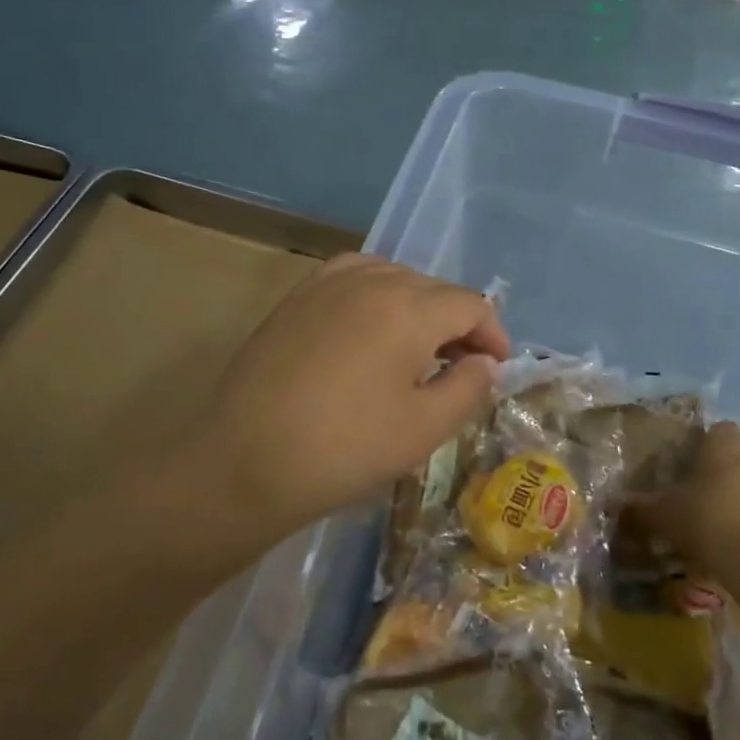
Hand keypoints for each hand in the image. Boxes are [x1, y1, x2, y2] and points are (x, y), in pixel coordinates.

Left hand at [175, 254, 509, 540]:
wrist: (245, 461)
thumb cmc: (345, 449)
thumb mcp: (424, 428)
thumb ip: (468, 387)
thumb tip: (484, 362)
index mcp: (409, 308)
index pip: (470, 304)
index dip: (492, 334)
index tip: (495, 369)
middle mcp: (371, 280)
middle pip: (434, 288)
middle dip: (457, 324)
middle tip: (459, 368)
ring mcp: (327, 284)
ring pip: (394, 278)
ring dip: (417, 308)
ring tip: (415, 348)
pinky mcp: (296, 298)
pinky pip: (353, 278)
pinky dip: (376, 295)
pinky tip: (369, 327)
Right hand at [625, 422, 739, 576]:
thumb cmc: (708, 520)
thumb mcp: (664, 515)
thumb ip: (641, 508)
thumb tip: (617, 505)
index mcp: (725, 442)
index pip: (715, 431)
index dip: (703, 449)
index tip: (689, 472)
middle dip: (728, 471)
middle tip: (707, 499)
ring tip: (733, 526)